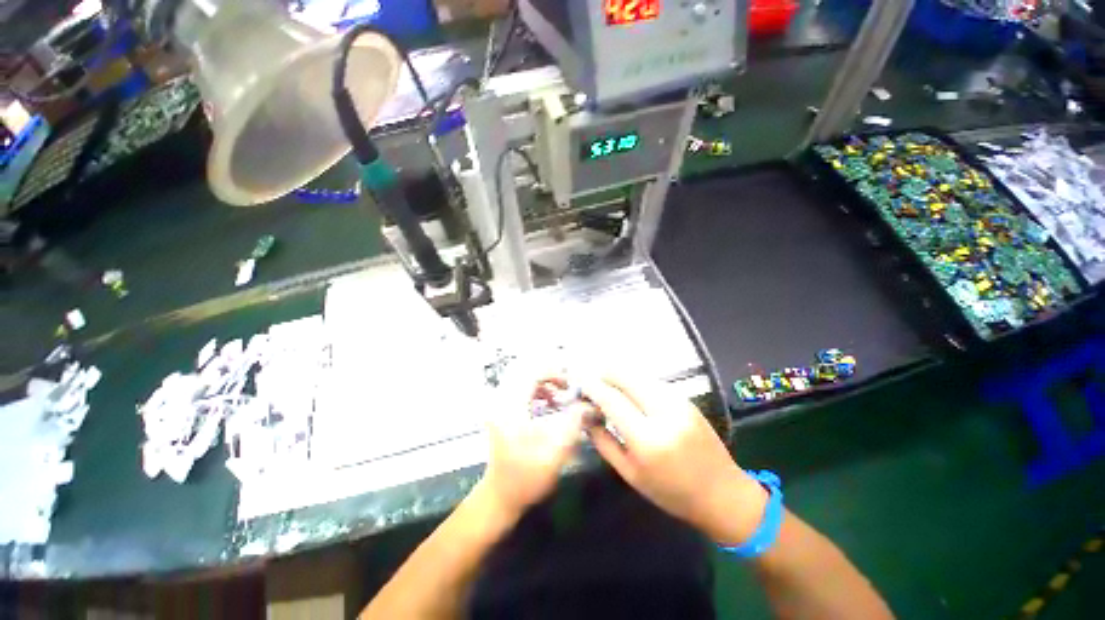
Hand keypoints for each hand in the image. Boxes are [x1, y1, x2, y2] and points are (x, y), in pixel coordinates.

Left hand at [481, 378, 586, 517]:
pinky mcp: (504, 412)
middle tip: (567, 390)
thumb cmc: (526, 476)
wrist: (500, 497)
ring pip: (525, 381)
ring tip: (560, 400)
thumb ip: (574, 422)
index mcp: (510, 405)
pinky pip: (522, 391)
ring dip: (545, 386)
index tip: (570, 387)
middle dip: (550, 378)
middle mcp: (502, 400)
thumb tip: (590, 405)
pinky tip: (549, 407)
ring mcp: (501, 406)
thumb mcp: (555, 450)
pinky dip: (538, 393)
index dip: (553, 374)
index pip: (531, 372)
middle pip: (527, 372)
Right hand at [581, 376, 768, 545]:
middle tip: (590, 379)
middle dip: (603, 372)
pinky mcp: (685, 398)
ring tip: (606, 384)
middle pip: (625, 376)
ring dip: (618, 375)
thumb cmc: (671, 492)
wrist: (723, 493)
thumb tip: (585, 415)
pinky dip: (634, 381)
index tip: (578, 381)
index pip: (611, 399)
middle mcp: (664, 412)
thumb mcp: (630, 474)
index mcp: (647, 439)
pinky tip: (628, 391)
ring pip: (639, 374)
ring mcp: (678, 401)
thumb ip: (603, 441)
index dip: (591, 385)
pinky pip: (652, 381)